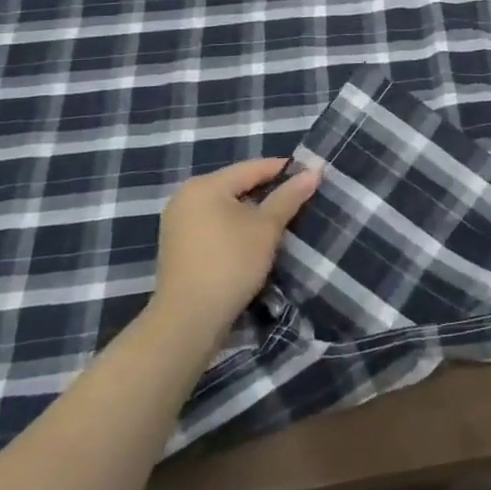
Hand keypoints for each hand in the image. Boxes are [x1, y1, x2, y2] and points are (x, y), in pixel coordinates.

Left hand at [152, 158, 319, 341]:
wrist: (188, 321)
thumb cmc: (230, 263)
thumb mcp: (266, 228)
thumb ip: (289, 197)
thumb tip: (314, 172)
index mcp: (205, 185)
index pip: (252, 168)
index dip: (283, 170)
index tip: (310, 175)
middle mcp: (186, 197)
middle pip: (236, 186)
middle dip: (267, 192)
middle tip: (297, 199)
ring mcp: (177, 224)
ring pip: (224, 207)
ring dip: (251, 213)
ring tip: (279, 222)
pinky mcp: (177, 248)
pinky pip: (212, 225)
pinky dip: (233, 228)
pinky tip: (251, 241)